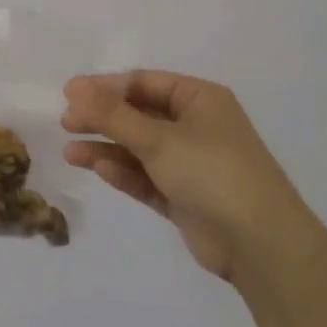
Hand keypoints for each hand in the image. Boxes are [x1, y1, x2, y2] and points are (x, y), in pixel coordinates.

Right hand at [62, 71, 320, 282]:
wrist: (259, 243)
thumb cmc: (212, 172)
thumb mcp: (159, 138)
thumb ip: (113, 115)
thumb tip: (74, 87)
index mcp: (199, 99)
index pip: (144, 83)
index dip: (105, 87)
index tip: (69, 94)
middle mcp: (196, 126)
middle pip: (139, 114)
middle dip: (103, 118)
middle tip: (66, 123)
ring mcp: (190, 163)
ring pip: (139, 148)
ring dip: (106, 147)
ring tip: (70, 153)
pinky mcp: (183, 196)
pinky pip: (146, 177)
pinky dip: (123, 172)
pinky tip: (97, 168)